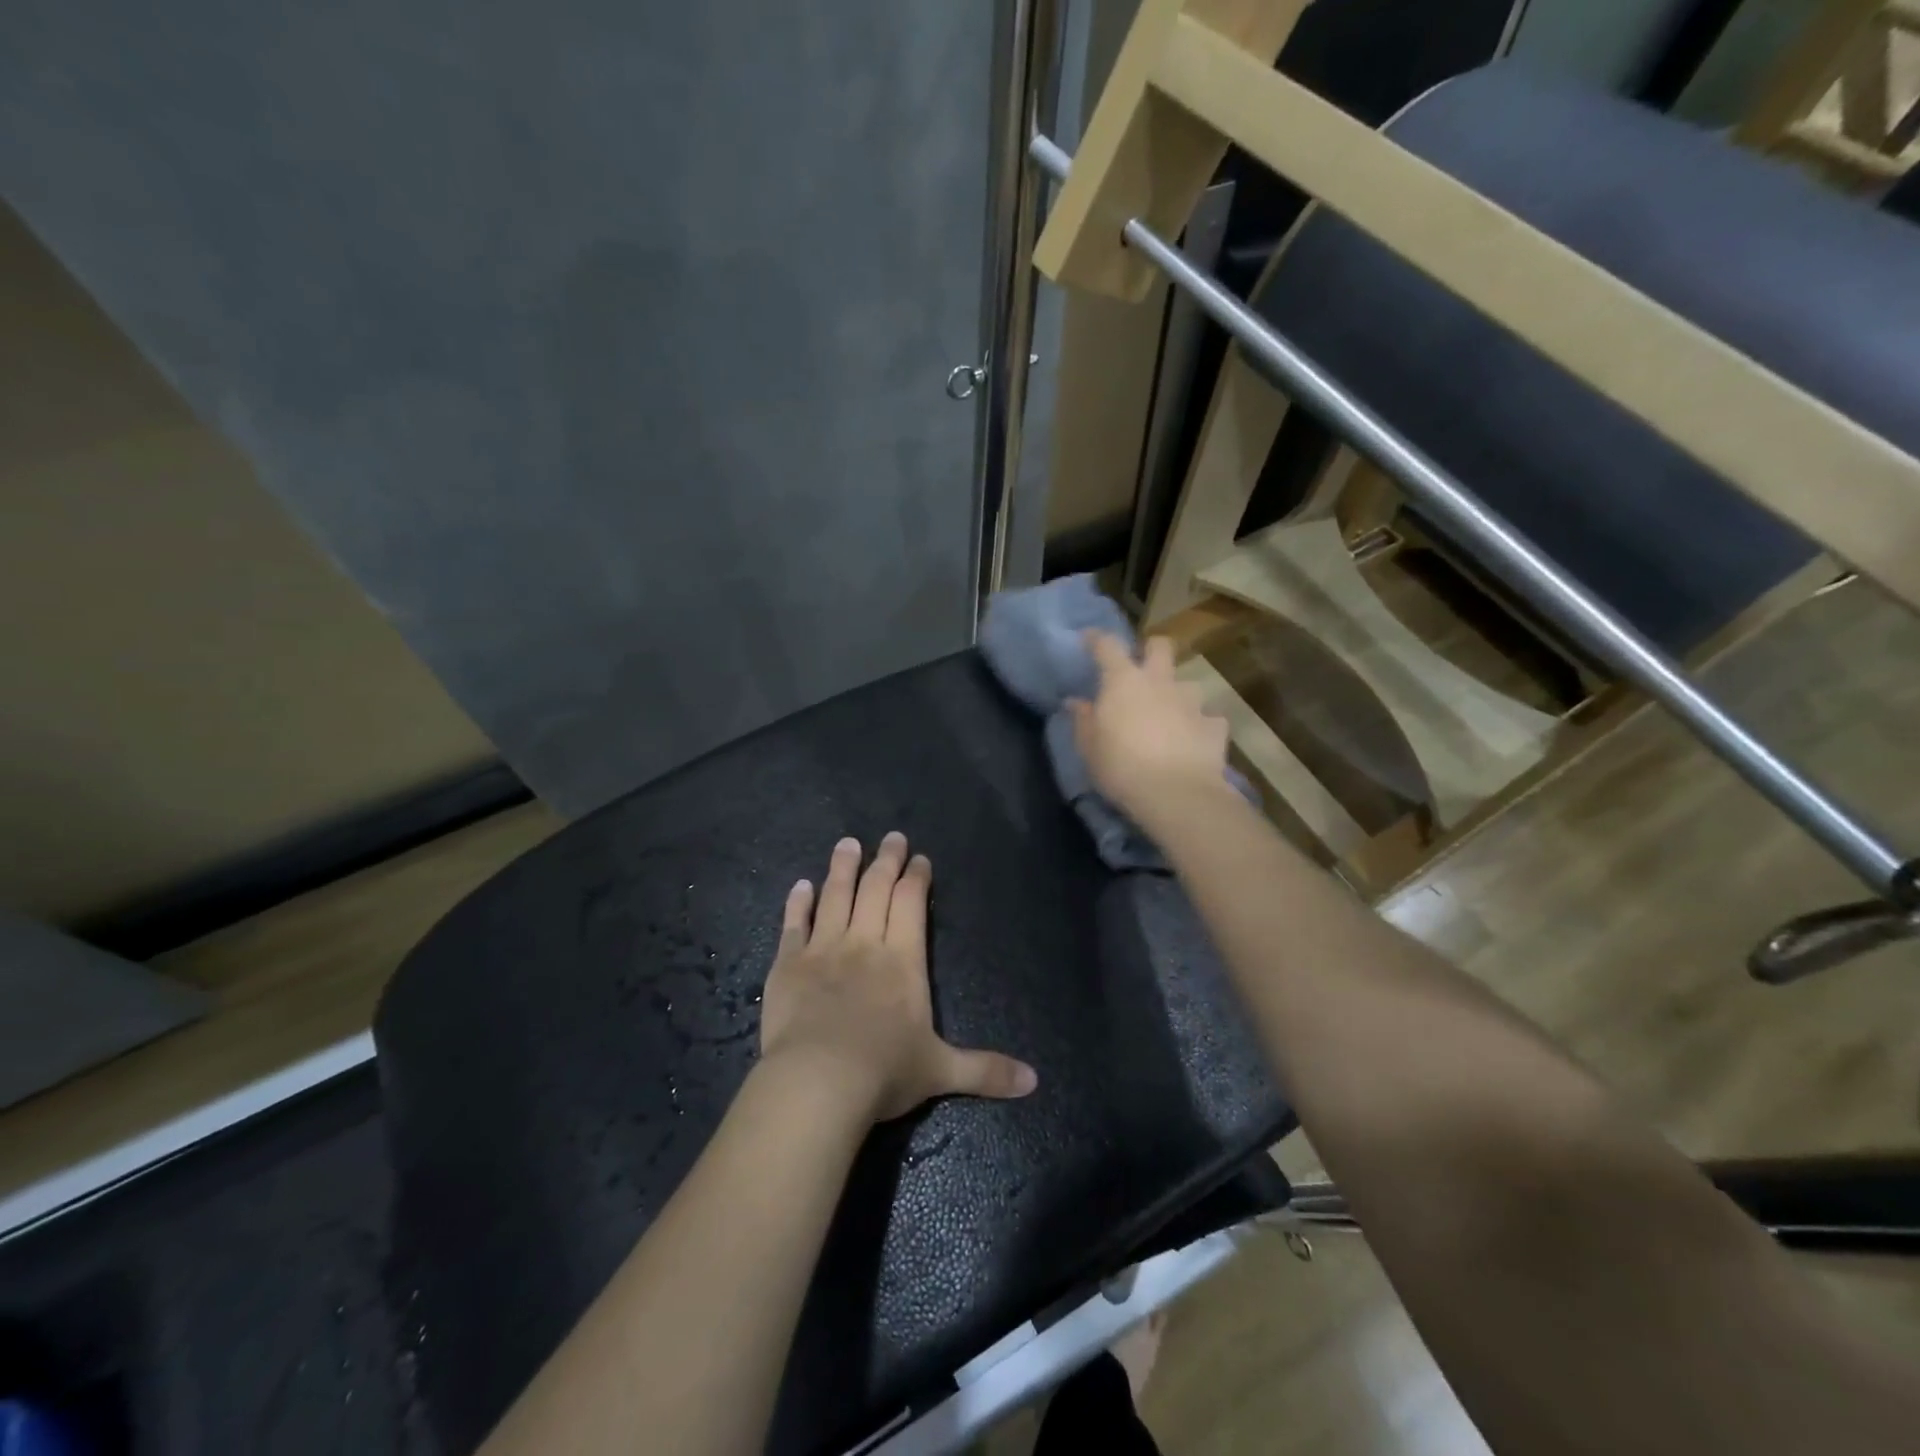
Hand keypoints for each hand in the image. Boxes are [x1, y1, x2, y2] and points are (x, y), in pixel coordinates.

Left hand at [759, 833, 1038, 1122]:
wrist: (817, 1082)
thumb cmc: (884, 1072)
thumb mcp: (941, 1071)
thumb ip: (986, 1070)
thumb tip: (1035, 1081)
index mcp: (903, 960)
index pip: (911, 903)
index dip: (916, 878)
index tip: (918, 859)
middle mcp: (864, 943)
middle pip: (876, 889)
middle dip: (886, 860)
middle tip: (891, 838)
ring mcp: (823, 949)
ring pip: (835, 896)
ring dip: (843, 868)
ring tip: (848, 843)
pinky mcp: (788, 964)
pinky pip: (794, 924)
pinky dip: (797, 903)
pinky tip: (800, 885)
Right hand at [1069, 631, 1230, 831]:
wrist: (1176, 794)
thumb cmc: (1121, 767)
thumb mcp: (1089, 748)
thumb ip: (1083, 720)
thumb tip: (1075, 702)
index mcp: (1123, 681)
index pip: (1107, 646)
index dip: (1097, 639)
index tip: (1089, 639)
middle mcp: (1160, 682)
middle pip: (1160, 646)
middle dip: (1151, 649)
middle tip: (1141, 667)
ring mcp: (1192, 702)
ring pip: (1187, 684)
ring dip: (1176, 694)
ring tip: (1169, 715)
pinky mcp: (1214, 726)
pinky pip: (1207, 718)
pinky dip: (1199, 726)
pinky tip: (1193, 741)